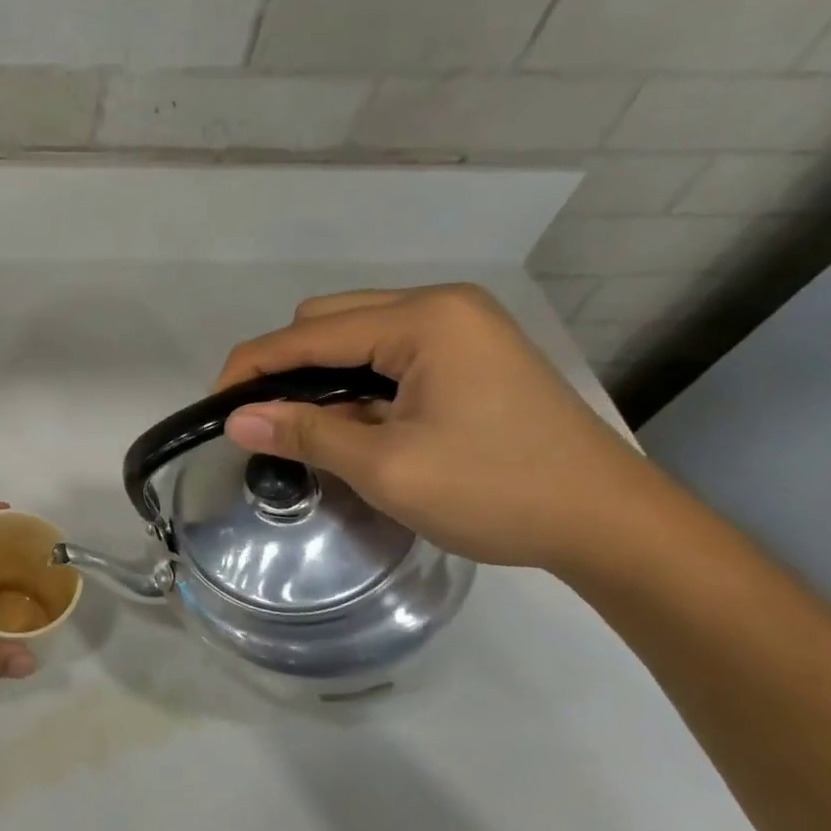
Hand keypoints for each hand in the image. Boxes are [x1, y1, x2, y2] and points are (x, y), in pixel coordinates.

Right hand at [215, 285, 665, 572]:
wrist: (613, 526)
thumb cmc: (498, 491)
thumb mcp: (388, 467)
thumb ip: (306, 433)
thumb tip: (235, 421)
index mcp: (424, 319)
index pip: (309, 333)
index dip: (252, 367)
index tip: (216, 407)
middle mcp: (441, 305)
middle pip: (329, 320)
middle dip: (285, 365)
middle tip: (264, 421)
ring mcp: (461, 325)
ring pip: (356, 334)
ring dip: (321, 374)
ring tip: (305, 424)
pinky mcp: (471, 351)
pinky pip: (388, 351)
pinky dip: (356, 380)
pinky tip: (354, 419)